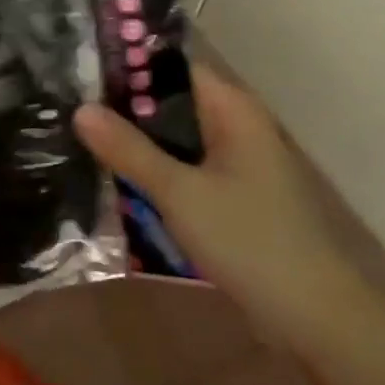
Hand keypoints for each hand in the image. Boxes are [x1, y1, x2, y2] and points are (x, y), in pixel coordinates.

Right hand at [73, 64, 374, 352]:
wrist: (317, 319)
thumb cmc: (251, 241)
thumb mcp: (180, 192)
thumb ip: (129, 150)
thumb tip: (80, 109)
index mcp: (233, 110)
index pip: (172, 67)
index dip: (127, 65)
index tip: (78, 72)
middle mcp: (237, 127)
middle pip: (170, 103)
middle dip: (123, 108)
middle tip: (66, 108)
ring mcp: (236, 164)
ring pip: (174, 140)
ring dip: (136, 143)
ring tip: (78, 139)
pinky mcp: (232, 198)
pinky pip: (184, 170)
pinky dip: (154, 172)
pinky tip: (116, 180)